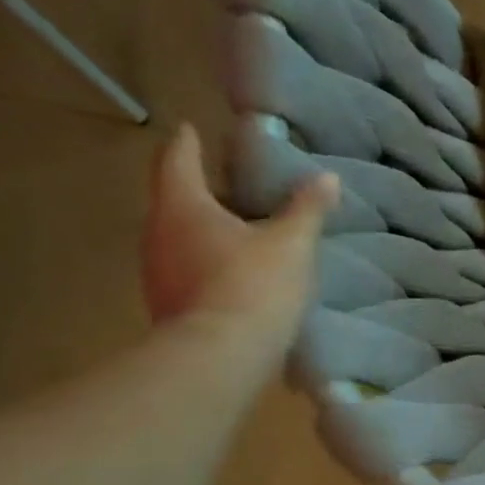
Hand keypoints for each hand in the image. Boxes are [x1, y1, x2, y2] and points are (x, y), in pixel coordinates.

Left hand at [140, 124, 336, 357]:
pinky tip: (235, 274)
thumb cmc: (254, 285)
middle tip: (230, 186)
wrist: (220, 355)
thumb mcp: (291, 243)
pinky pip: (188, 271)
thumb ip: (307, 209)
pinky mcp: (169, 304)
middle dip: (201, 191)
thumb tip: (326, 177)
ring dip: (205, 231)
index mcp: (182, 207)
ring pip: (180, 238)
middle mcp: (158, 233)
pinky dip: (208, 263)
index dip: (186, 143)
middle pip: (175, 201)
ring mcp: (158, 272)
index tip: (190, 129)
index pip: (177, 161)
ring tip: (239, 232)